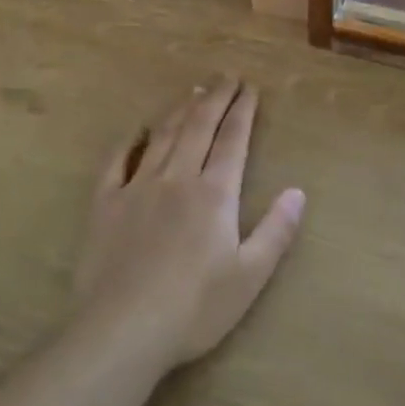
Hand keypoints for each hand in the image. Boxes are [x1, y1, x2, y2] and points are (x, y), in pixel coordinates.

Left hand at [72, 80, 305, 371]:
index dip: (243, 110)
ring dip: (181, 109)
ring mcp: (138, 187)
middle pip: (199, 127)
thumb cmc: (194, 308)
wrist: (122, 330)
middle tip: (226, 75)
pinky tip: (138, 128)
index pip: (233, 140)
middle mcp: (178, 178)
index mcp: (215, 193)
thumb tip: (298, 191)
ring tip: (194, 90)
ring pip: (163, 136)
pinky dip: (129, 139)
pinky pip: (117, 161)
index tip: (250, 87)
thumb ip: (276, 230)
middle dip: (216, 98)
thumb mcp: (250, 276)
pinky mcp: (106, 204)